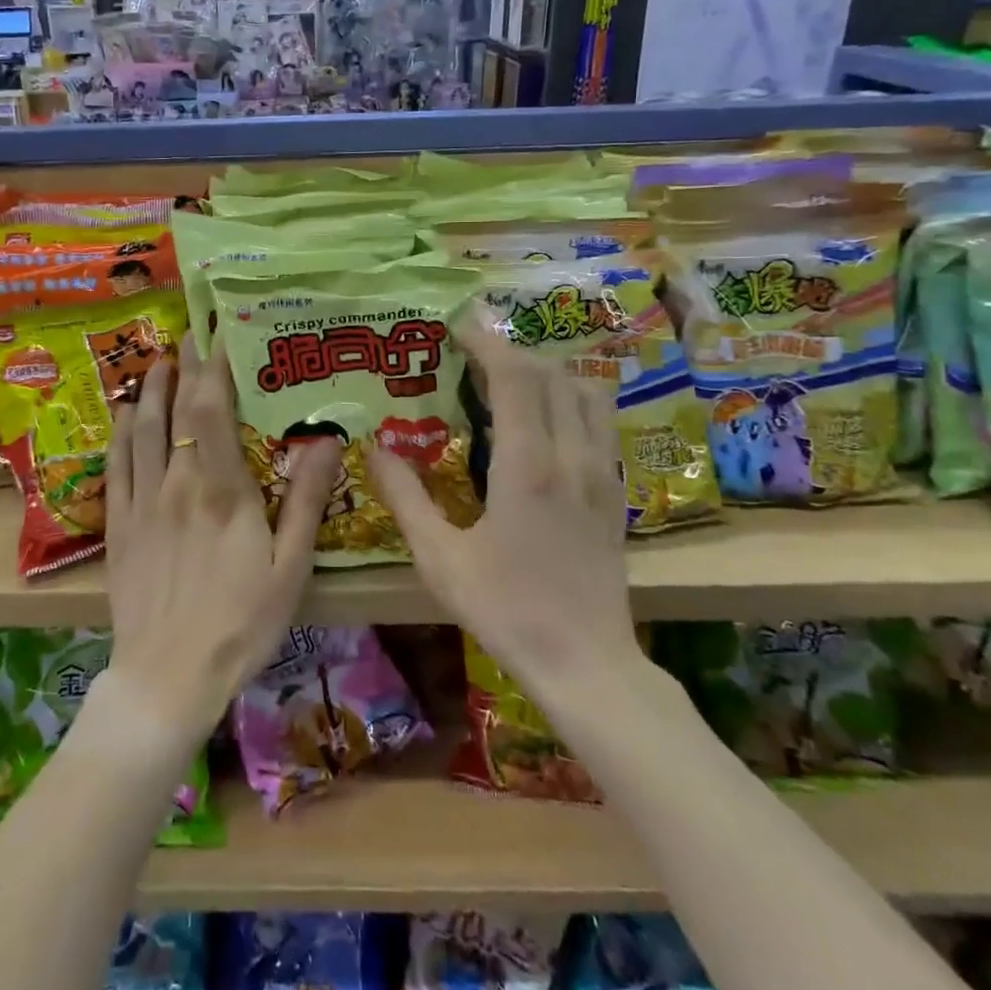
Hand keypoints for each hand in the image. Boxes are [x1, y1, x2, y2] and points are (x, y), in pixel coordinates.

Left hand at [102, 333, 339, 744]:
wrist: (166, 677)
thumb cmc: (241, 624)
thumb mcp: (289, 567)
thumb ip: (304, 500)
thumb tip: (327, 438)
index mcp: (221, 490)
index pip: (211, 410)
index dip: (215, 367)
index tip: (222, 335)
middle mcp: (176, 483)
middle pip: (175, 410)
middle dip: (184, 367)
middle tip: (191, 333)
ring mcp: (141, 502)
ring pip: (140, 429)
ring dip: (149, 390)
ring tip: (160, 362)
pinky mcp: (118, 524)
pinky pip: (115, 464)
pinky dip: (120, 431)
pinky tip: (124, 414)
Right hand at [367, 315, 645, 695]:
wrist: (586, 664)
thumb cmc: (506, 610)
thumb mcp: (440, 558)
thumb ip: (405, 498)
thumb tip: (374, 450)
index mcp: (527, 466)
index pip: (515, 377)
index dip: (487, 342)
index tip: (459, 326)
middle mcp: (572, 456)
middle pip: (551, 374)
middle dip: (511, 351)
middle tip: (473, 353)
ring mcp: (602, 472)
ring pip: (586, 392)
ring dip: (548, 371)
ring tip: (511, 379)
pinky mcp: (616, 492)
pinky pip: (600, 422)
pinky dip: (573, 398)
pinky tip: (548, 418)